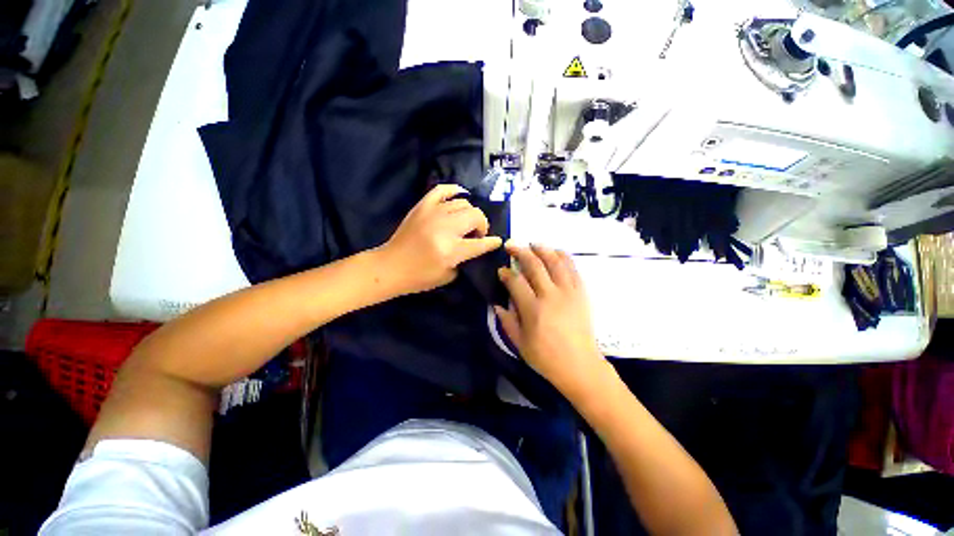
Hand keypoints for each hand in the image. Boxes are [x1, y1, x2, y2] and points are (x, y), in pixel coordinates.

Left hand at [377, 184, 502, 294]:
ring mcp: (433, 213)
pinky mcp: (422, 206)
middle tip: (476, 234)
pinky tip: (460, 196)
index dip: (492, 242)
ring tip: (465, 222)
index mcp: (452, 250)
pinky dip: (454, 190)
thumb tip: (473, 246)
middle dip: (482, 225)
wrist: (390, 266)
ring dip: (470, 213)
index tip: (497, 241)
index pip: (481, 243)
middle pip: (475, 216)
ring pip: (463, 203)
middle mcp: (445, 228)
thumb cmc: (419, 277)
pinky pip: (442, 190)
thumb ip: (464, 260)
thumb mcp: (448, 276)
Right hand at [495, 244, 613, 401]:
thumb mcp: (519, 344)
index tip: (501, 270)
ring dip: (542, 249)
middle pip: (534, 265)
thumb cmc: (546, 358)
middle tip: (511, 245)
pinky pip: (573, 269)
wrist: (580, 366)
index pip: (516, 282)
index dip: (506, 273)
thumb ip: (507, 321)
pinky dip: (564, 257)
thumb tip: (497, 304)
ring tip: (532, 243)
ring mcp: (569, 292)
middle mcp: (551, 295)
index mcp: (533, 309)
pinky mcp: (581, 293)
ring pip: (555, 262)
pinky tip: (556, 251)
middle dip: (520, 251)